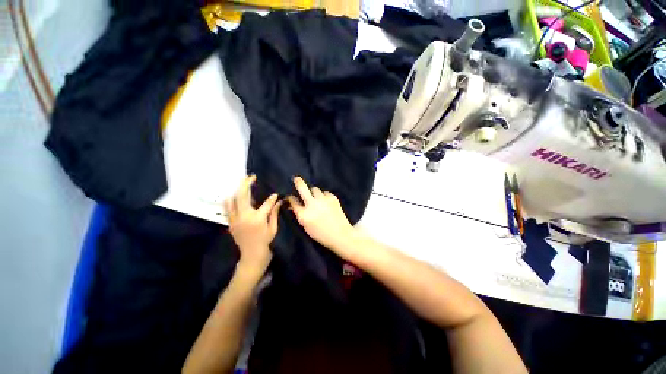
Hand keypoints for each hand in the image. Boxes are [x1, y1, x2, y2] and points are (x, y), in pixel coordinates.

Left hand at [224, 175, 282, 275]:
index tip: (276, 194)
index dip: (272, 197)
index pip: (266, 203)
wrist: (251, 257)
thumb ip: (274, 213)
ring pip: (232, 200)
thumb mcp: (273, 228)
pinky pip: (228, 208)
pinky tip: (235, 196)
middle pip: (242, 195)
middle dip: (246, 184)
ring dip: (237, 190)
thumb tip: (279, 201)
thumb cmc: (266, 243)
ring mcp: (235, 219)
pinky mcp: (230, 223)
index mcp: (257, 218)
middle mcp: (244, 216)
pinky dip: (231, 200)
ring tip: (244, 185)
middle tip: (251, 177)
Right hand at [286, 177, 356, 250]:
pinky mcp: (332, 197)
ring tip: (316, 198)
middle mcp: (312, 204)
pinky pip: (325, 193)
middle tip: (296, 179)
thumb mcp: (306, 227)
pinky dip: (323, 196)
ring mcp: (323, 199)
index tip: (290, 196)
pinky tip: (326, 202)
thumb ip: (299, 215)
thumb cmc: (321, 234)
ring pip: (315, 189)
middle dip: (298, 182)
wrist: (340, 234)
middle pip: (302, 188)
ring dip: (313, 192)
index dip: (290, 197)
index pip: (293, 201)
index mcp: (304, 214)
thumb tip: (293, 206)